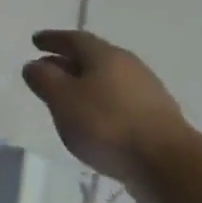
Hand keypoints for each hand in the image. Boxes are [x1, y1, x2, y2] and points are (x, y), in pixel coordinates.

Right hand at [21, 30, 192, 202]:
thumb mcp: (62, 99)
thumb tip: (34, 65)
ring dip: (83, 82)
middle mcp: (129, 67)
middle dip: (67, 60)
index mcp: (106, 56)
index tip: (35, 41)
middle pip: (93, 57)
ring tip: (64, 95)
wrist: (167, 162)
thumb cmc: (106, 124)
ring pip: (106, 79)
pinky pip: (117, 99)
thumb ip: (44, 79)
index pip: (75, 39)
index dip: (53, 39)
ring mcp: (146, 92)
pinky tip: (90, 117)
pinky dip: (98, 101)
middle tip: (45, 67)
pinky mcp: (154, 116)